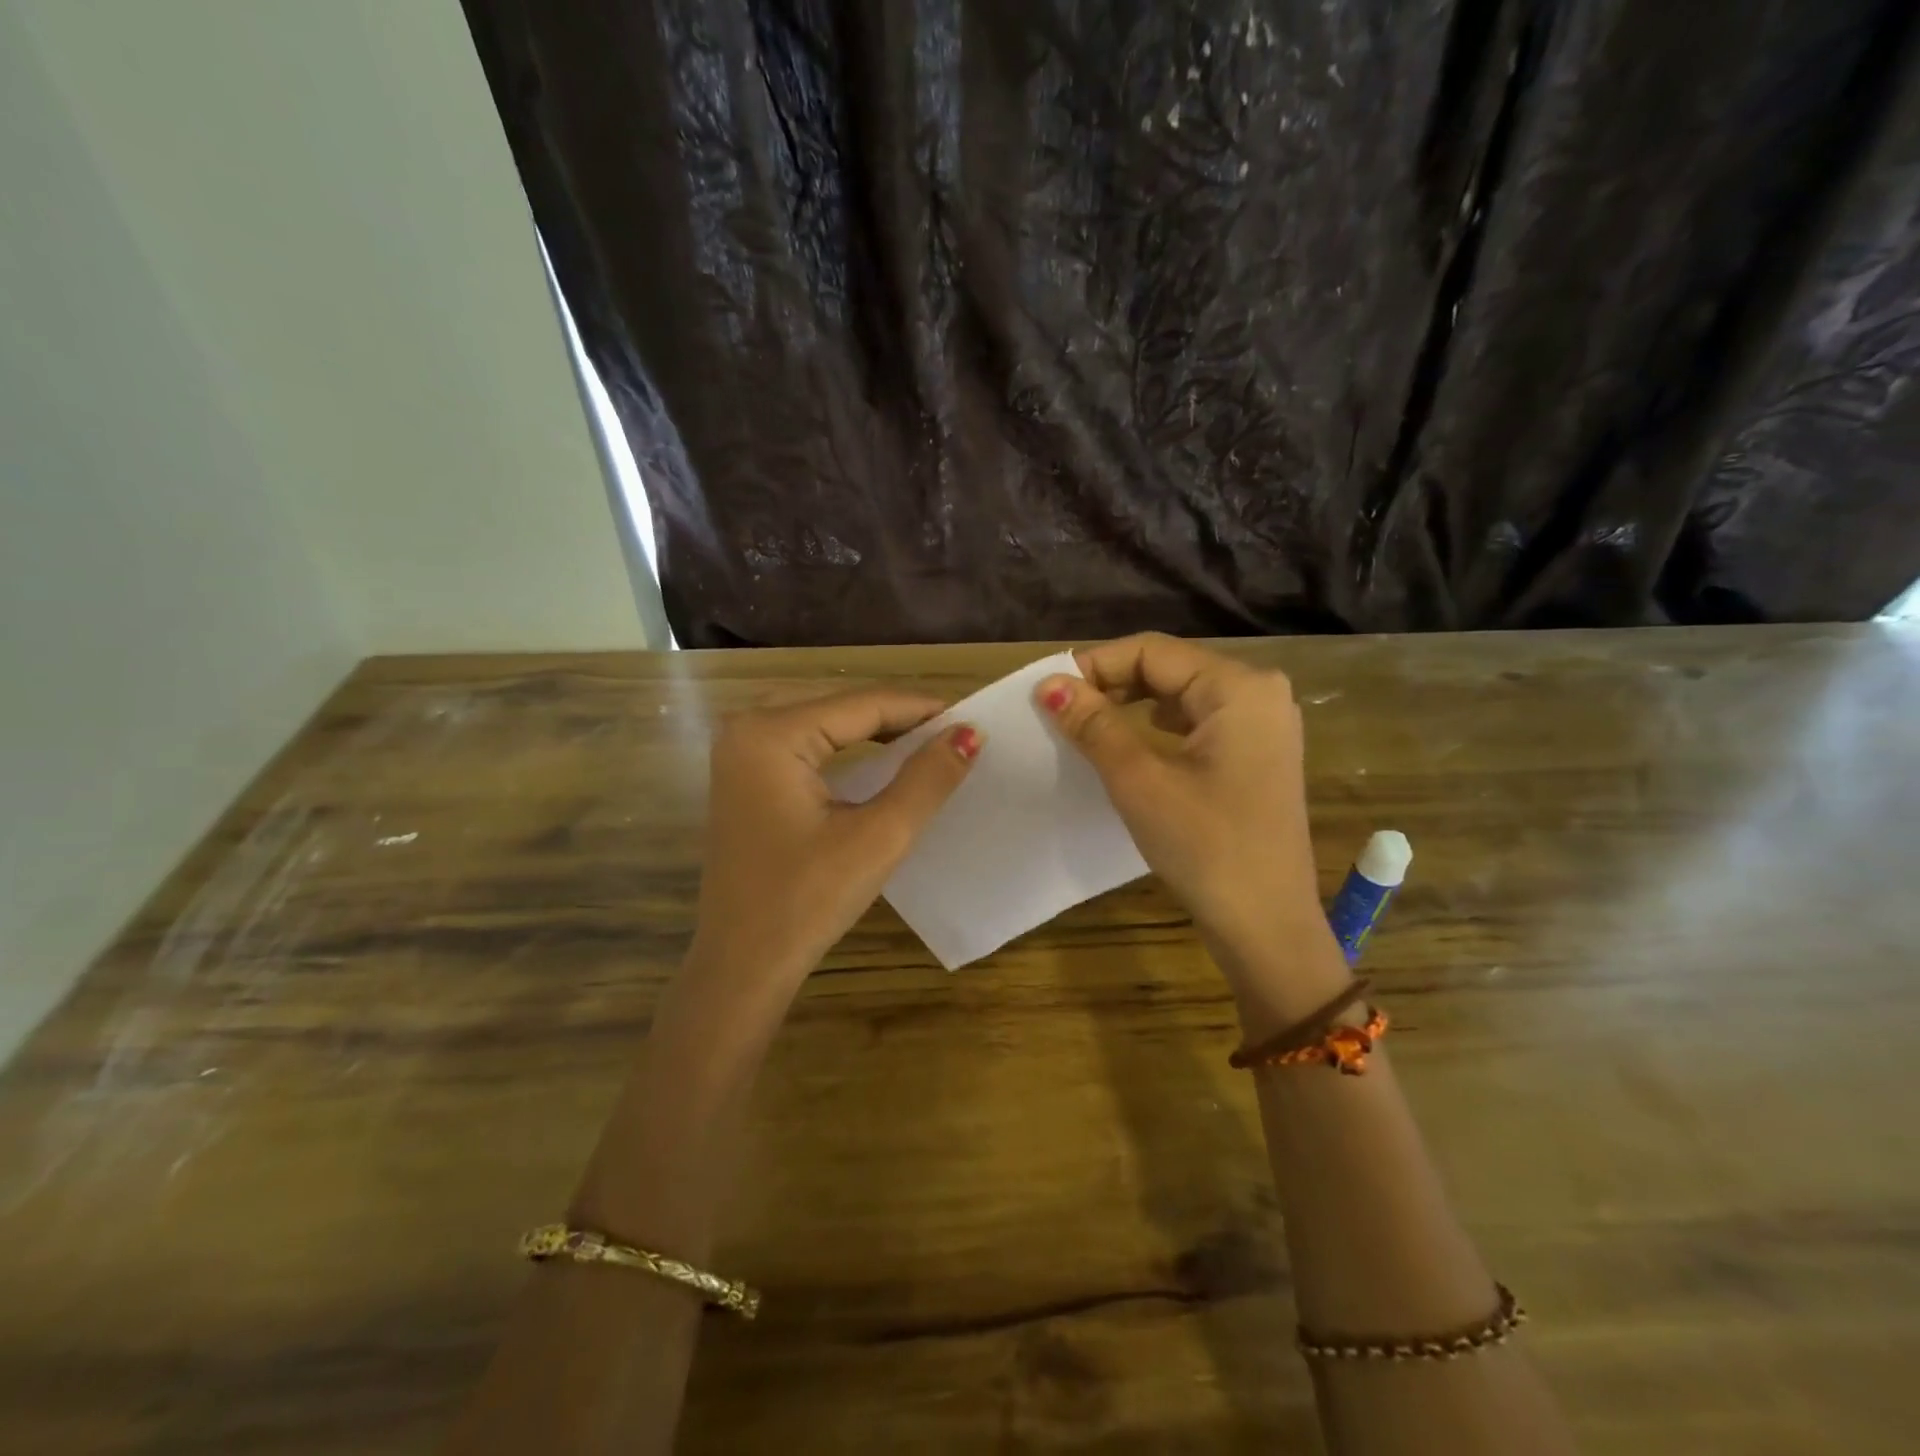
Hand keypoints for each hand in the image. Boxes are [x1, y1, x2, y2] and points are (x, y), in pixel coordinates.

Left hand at [687, 690, 982, 994]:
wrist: (742, 965)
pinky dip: (845, 749)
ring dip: (874, 731)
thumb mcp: (878, 838)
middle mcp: (746, 728)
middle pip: (841, 706)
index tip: (972, 717)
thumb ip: (927, 779)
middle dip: (898, 718)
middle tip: (952, 734)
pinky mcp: (743, 776)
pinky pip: (804, 744)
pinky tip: (878, 760)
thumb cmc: (807, 902)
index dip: (921, 709)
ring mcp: (739, 752)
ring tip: (926, 743)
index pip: (862, 704)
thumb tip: (970, 734)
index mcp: (771, 734)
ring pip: (823, 722)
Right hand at [1035, 634, 1342, 1006]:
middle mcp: (1259, 692)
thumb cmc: (1205, 846)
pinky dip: (1159, 725)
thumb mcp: (1140, 781)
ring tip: (1087, 724)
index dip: (1095, 664)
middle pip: (1170, 667)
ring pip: (1182, 694)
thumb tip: (1049, 684)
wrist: (1266, 924)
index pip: (1152, 651)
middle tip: (1062, 709)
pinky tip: (1132, 743)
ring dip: (1132, 704)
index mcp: (1238, 687)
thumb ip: (1094, 724)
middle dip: (1113, 683)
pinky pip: (1199, 722)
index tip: (1048, 691)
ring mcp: (1263, 724)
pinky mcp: (1258, 753)